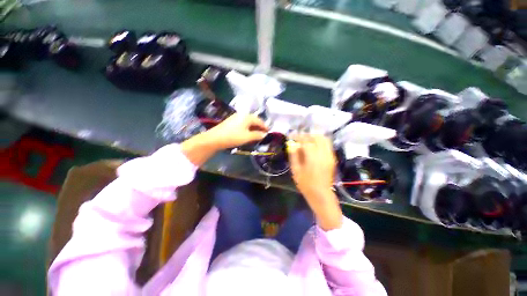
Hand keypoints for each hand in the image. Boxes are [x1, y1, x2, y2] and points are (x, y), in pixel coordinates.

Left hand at [206, 114, 267, 148]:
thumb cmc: (233, 137)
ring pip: (248, 122)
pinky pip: (243, 123)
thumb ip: (257, 135)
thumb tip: (264, 134)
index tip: (269, 132)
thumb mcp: (247, 137)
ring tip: (257, 134)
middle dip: (259, 127)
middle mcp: (242, 114)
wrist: (215, 138)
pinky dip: (248, 128)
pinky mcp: (231, 121)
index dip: (265, 126)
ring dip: (253, 127)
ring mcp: (236, 117)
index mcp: (247, 117)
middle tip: (263, 133)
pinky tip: (248, 133)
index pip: (259, 121)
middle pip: (254, 120)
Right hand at [287, 134, 342, 230]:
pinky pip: (327, 144)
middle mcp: (323, 154)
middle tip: (298, 138)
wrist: (321, 194)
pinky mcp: (332, 158)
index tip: (291, 136)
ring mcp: (330, 155)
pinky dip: (320, 141)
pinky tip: (313, 146)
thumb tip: (292, 144)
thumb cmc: (306, 184)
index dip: (297, 137)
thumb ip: (294, 155)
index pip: (305, 141)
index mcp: (313, 157)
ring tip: (306, 141)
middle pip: (316, 137)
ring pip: (324, 139)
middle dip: (306, 135)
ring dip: (314, 137)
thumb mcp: (296, 170)